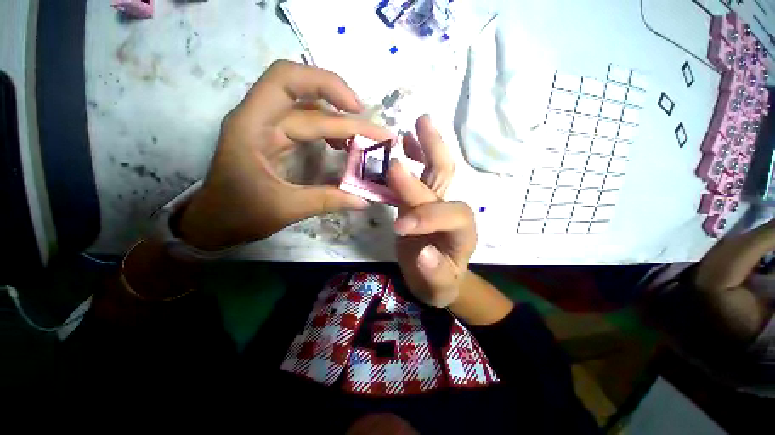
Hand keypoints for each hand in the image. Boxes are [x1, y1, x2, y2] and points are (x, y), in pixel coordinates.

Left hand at [178, 61, 392, 249]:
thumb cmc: (238, 214)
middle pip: (308, 99)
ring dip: (341, 122)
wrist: (213, 222)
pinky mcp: (278, 140)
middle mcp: (260, 119)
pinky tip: (344, 145)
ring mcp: (270, 129)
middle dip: (347, 115)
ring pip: (311, 111)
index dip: (326, 86)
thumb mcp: (283, 209)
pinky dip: (331, 132)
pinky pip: (309, 126)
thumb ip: (325, 201)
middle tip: (378, 135)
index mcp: (252, 126)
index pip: (287, 82)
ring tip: (365, 141)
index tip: (358, 110)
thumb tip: (363, 200)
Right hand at [388, 120, 474, 307]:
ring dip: (427, 146)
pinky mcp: (421, 201)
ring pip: (434, 169)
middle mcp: (451, 211)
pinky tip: (406, 142)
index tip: (400, 227)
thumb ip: (434, 273)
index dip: (426, 217)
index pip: (450, 214)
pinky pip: (419, 175)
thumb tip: (422, 252)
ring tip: (417, 123)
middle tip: (419, 127)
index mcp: (462, 232)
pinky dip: (415, 157)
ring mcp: (435, 202)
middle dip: (432, 154)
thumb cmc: (440, 284)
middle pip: (446, 178)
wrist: (437, 279)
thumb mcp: (438, 288)